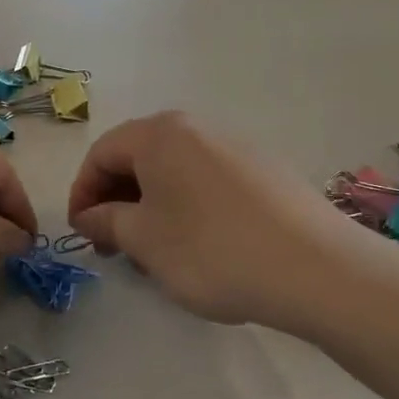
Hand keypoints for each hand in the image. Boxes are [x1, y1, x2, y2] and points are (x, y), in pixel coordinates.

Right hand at [67, 111, 368, 325]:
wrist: (317, 269)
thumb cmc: (212, 250)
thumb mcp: (144, 240)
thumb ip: (106, 222)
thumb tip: (89, 216)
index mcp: (160, 134)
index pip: (102, 153)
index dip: (82, 193)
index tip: (81, 234)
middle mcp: (197, 129)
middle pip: (139, 158)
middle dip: (117, 201)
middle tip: (113, 247)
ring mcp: (236, 148)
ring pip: (175, 173)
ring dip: (152, 208)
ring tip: (154, 254)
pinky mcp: (266, 172)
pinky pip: (208, 183)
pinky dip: (187, 209)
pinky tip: (198, 248)